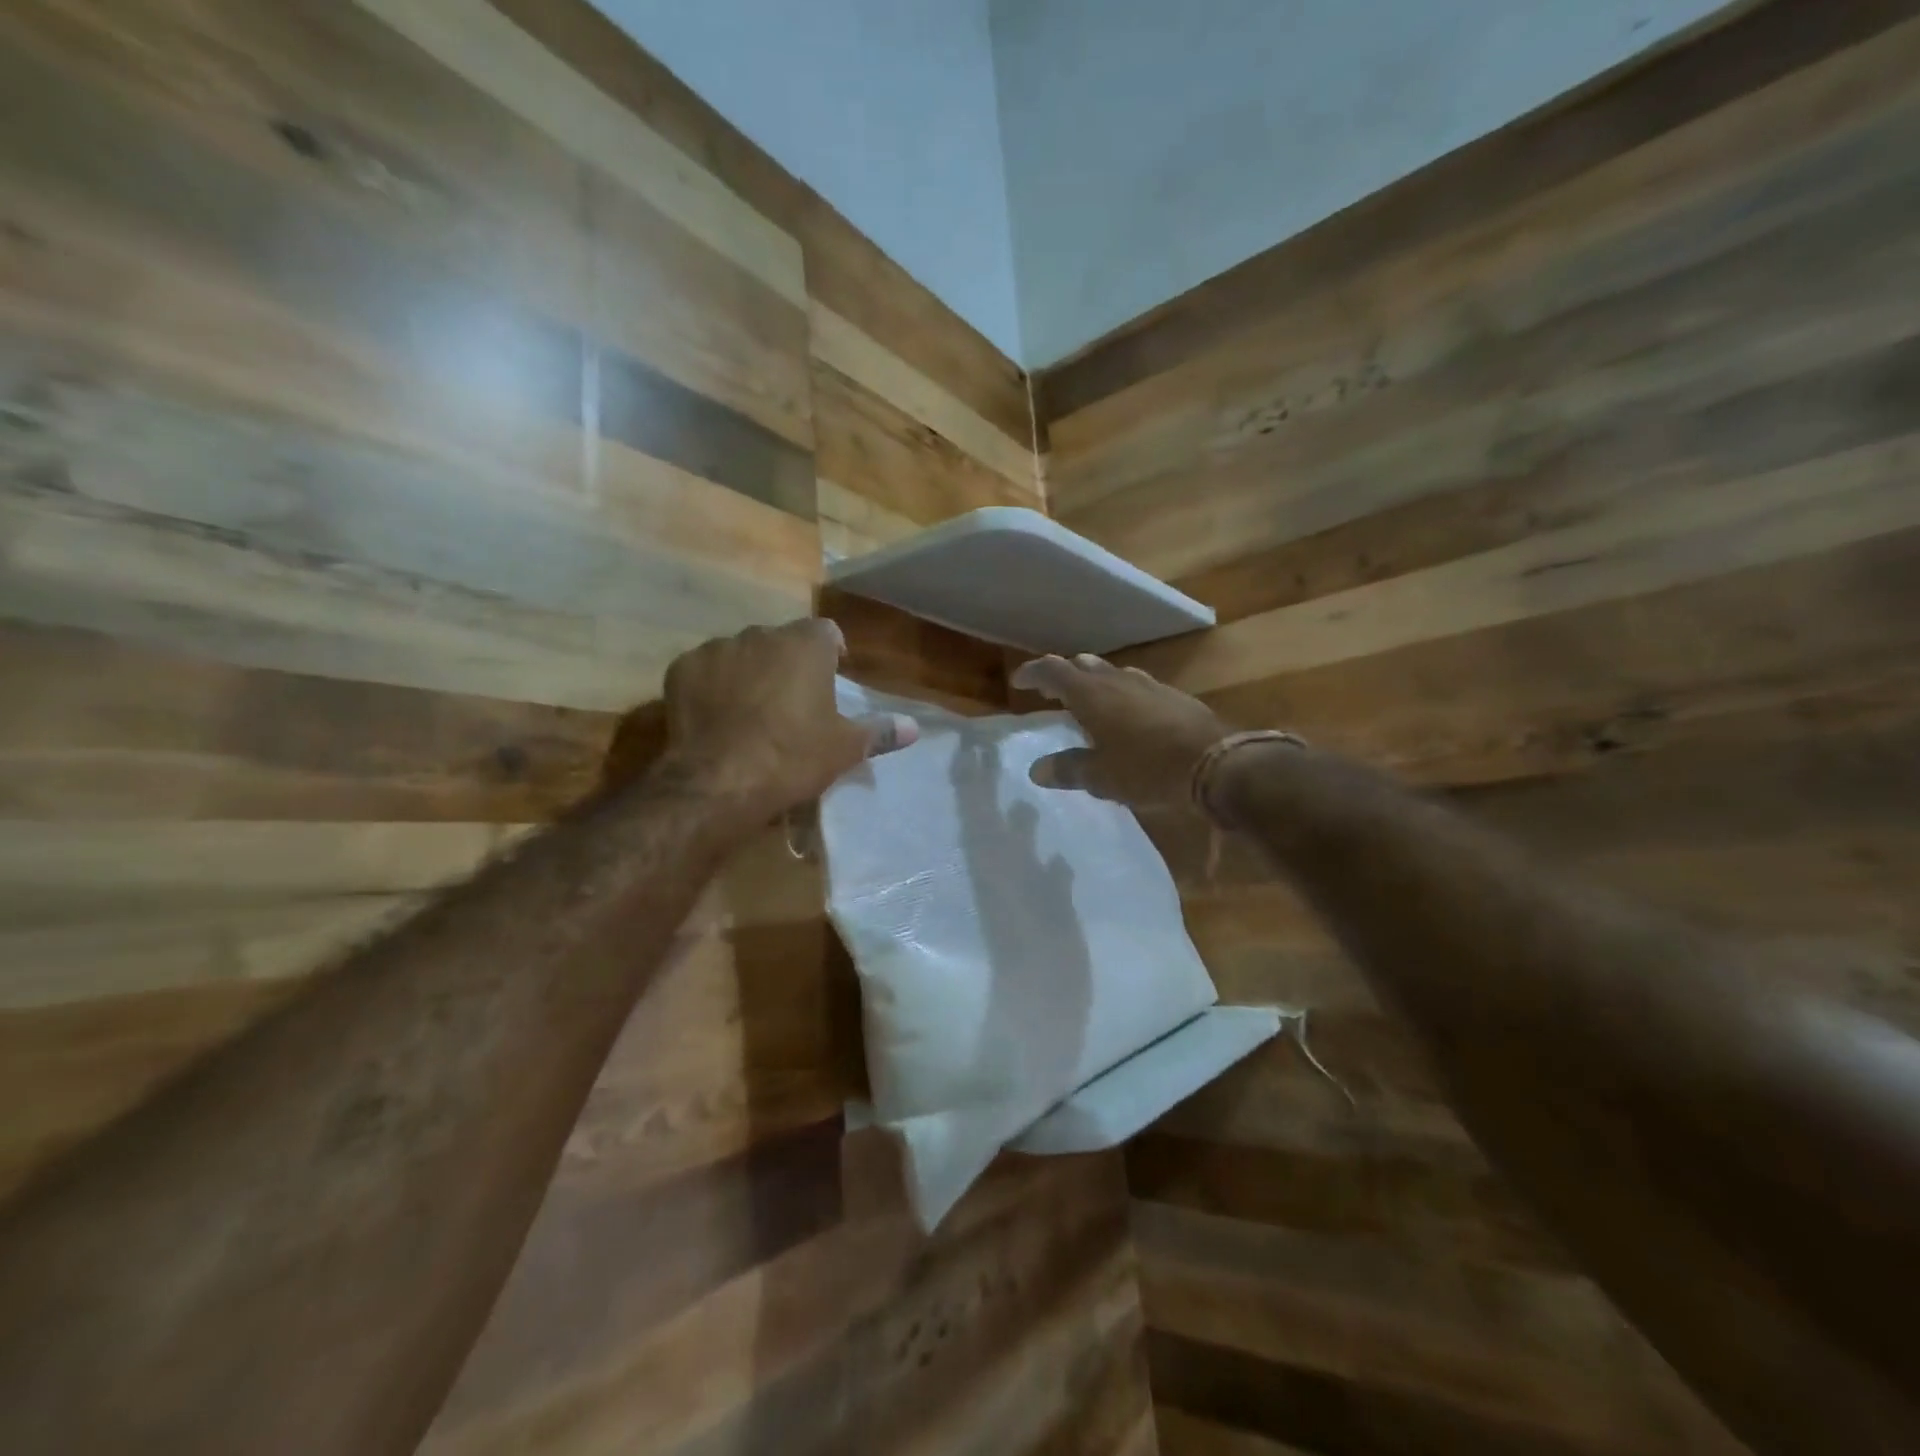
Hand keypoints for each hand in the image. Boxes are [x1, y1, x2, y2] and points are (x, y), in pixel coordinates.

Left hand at [659, 619, 917, 818]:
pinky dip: (714, 685)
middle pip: (782, 641)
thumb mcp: (846, 748)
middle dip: (789, 663)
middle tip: (793, 702)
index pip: (827, 632)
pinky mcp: (681, 669)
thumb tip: (915, 728)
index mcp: (806, 644)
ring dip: (751, 672)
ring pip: (742, 653)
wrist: (719, 780)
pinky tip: (717, 717)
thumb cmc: (793, 756)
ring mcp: (717, 649)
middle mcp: (761, 634)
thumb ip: (881, 731)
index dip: (832, 653)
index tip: (832, 679)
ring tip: (752, 711)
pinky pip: (706, 670)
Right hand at [1011, 653, 1227, 807]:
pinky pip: (1136, 686)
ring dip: (1094, 682)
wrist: (1217, 763)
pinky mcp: (1173, 696)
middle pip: (1083, 666)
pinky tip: (1128, 715)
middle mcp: (1117, 680)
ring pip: (1112, 672)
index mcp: (1091, 694)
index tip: (1018, 681)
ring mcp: (1149, 684)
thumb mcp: (1100, 777)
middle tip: (1051, 693)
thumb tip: (1037, 769)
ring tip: (1088, 701)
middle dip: (1063, 676)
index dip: (1032, 673)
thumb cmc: (1147, 769)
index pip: (1053, 670)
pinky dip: (1120, 694)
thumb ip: (1067, 769)